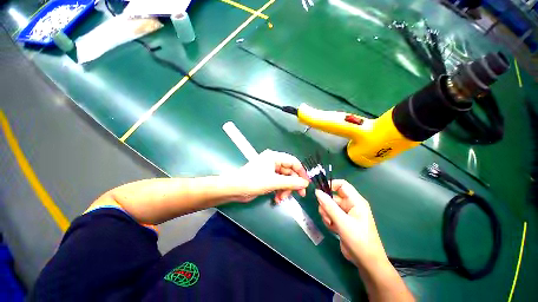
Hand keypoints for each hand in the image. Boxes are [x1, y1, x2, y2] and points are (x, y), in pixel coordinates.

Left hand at [231, 150, 308, 202]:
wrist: (234, 189)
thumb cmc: (253, 181)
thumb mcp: (273, 182)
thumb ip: (291, 182)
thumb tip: (305, 183)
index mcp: (274, 157)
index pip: (293, 162)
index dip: (301, 172)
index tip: (306, 184)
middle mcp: (273, 162)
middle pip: (289, 172)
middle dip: (293, 184)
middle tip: (299, 195)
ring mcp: (270, 171)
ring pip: (284, 179)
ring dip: (285, 189)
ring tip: (281, 198)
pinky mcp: (267, 178)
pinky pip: (278, 183)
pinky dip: (280, 191)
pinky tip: (277, 198)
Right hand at [315, 180, 387, 268]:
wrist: (366, 262)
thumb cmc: (359, 240)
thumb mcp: (342, 222)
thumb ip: (329, 205)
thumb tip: (317, 191)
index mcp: (356, 201)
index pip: (342, 185)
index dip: (330, 185)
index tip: (319, 192)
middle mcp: (351, 205)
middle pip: (333, 196)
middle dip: (326, 205)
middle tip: (326, 214)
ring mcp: (346, 213)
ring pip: (329, 206)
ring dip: (326, 214)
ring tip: (330, 223)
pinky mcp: (342, 221)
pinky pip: (330, 214)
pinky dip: (328, 220)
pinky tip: (332, 228)